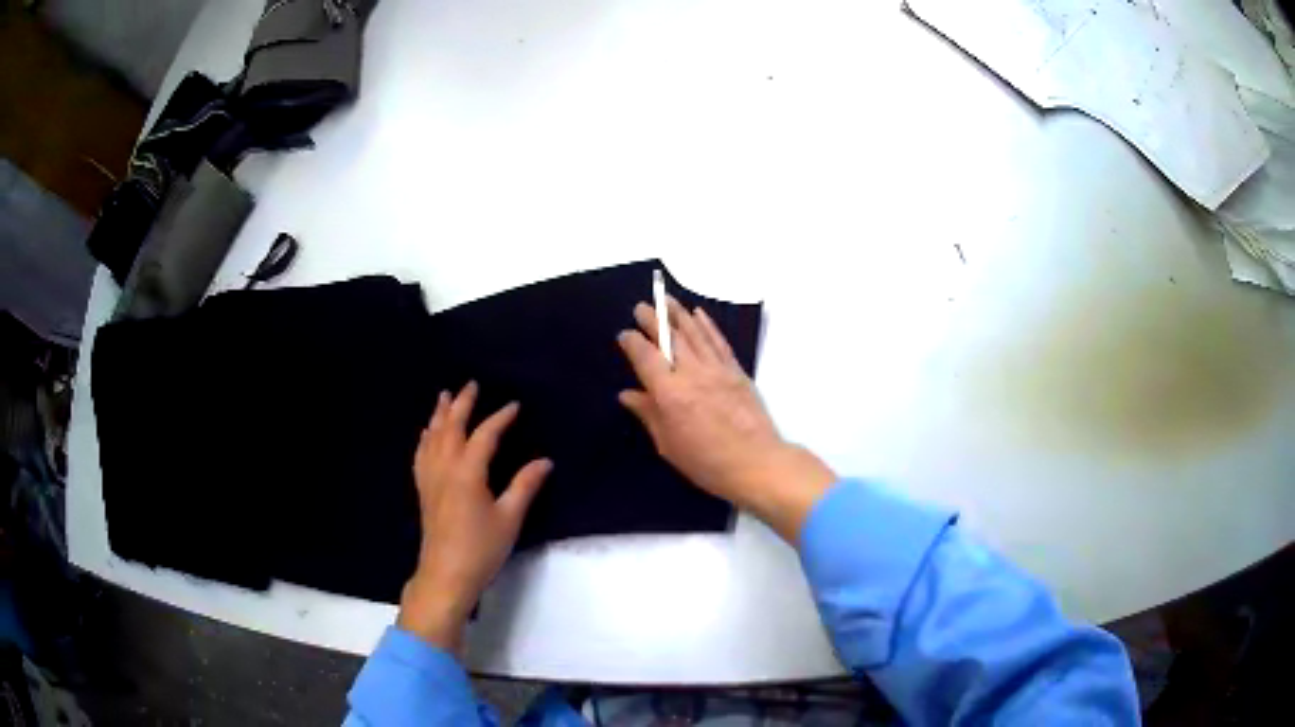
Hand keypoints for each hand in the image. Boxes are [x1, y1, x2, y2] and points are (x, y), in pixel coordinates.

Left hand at [397, 382, 552, 651]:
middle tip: (471, 384)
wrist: (446, 574)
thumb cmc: (481, 548)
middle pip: (451, 427)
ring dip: (439, 415)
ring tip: (444, 397)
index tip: (514, 405)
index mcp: (468, 472)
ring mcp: (430, 478)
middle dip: (462, 404)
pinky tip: (426, 435)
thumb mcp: (509, 518)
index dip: (500, 418)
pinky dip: (425, 438)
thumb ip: (524, 486)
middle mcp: (445, 468)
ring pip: (432, 437)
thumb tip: (545, 461)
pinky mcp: (423, 491)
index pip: (484, 435)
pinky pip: (421, 454)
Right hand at [617, 298, 835, 542]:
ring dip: (678, 314)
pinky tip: (698, 314)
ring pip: (694, 334)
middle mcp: (691, 374)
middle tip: (641, 306)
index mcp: (669, 393)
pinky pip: (718, 342)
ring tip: (666, 300)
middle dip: (653, 320)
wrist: (756, 463)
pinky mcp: (736, 371)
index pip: (646, 357)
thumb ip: (648, 414)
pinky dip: (707, 325)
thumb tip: (628, 394)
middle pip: (670, 339)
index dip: (632, 342)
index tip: (625, 334)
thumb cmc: (706, 462)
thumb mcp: (668, 445)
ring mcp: (717, 369)